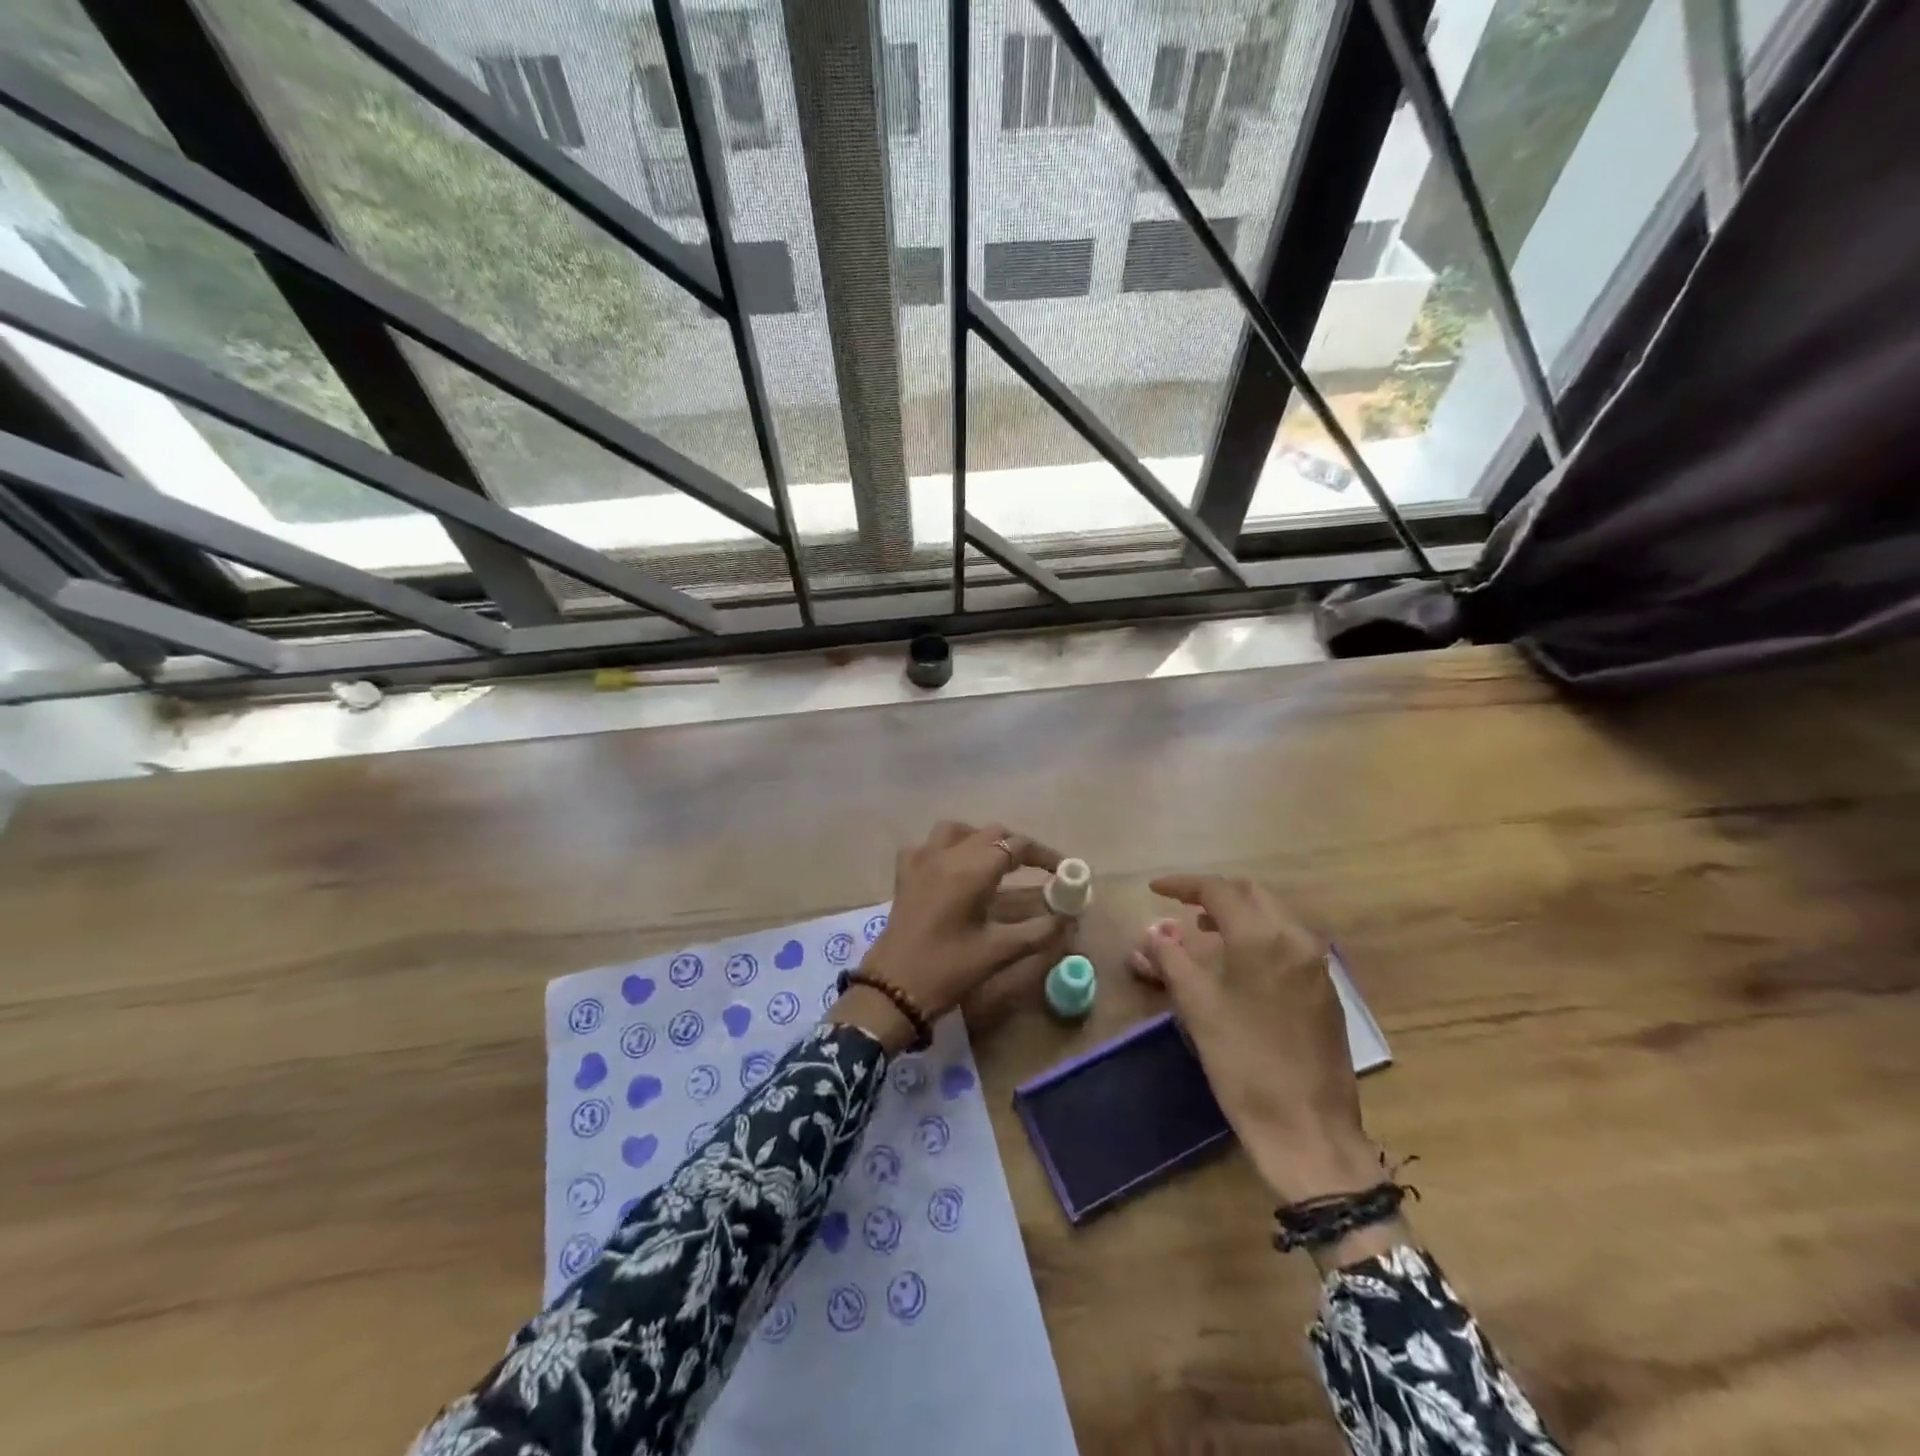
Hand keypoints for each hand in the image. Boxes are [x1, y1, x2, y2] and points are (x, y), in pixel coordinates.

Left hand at [830, 822, 1070, 1052]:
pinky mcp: (904, 873)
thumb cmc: (949, 969)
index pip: (1017, 846)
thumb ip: (1038, 931)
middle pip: (990, 833)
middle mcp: (947, 854)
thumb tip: (1067, 918)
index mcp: (972, 869)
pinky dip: (945, 848)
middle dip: (1016, 846)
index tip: (1064, 869)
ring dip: (980, 839)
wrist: (893, 987)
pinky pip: (928, 845)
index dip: (1044, 854)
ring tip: (994, 861)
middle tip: (1036, 868)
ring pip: (957, 831)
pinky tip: (952, 868)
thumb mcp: (999, 951)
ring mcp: (921, 860)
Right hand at [1131, 874, 1380, 1205]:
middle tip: (1179, 906)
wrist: (1309, 1129)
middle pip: (1250, 894)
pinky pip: (1287, 941)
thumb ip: (1172, 959)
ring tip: (1202, 933)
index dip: (1182, 884)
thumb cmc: (1244, 1064)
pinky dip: (1257, 936)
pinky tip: (1237, 963)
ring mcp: (1316, 964)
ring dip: (1236, 914)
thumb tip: (1154, 933)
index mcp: (1262, 938)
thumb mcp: (1197, 1008)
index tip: (1154, 888)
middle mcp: (1296, 939)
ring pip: (1272, 916)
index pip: (1218, 890)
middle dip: (1213, 894)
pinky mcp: (1325, 988)